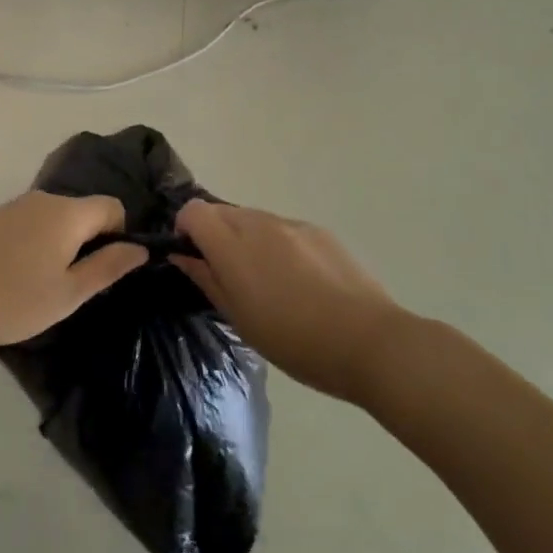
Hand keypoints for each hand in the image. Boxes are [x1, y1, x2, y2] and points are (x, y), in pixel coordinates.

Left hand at [0, 191, 147, 351]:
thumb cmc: (12, 299)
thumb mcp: (68, 293)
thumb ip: (108, 267)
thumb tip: (140, 248)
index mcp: (68, 212)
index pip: (113, 207)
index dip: (121, 235)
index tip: (110, 270)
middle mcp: (44, 198)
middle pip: (84, 211)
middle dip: (92, 242)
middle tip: (80, 286)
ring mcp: (16, 206)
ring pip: (58, 218)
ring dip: (65, 245)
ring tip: (50, 285)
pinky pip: (34, 223)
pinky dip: (41, 244)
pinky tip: (23, 276)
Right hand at [173, 201, 404, 403]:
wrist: (369, 342)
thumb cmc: (295, 341)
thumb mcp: (240, 319)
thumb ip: (206, 279)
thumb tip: (182, 256)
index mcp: (233, 246)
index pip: (193, 211)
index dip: (185, 229)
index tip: (193, 258)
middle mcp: (259, 223)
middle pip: (221, 211)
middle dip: (215, 234)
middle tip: (228, 274)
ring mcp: (291, 224)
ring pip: (252, 218)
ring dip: (246, 238)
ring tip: (267, 280)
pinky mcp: (319, 231)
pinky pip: (283, 228)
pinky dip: (276, 244)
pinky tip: (298, 280)